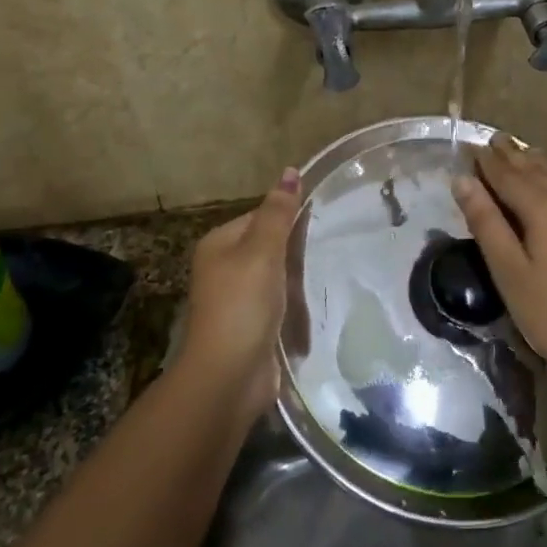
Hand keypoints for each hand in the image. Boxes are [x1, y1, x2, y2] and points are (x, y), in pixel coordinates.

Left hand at [178, 167, 300, 417]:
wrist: (228, 376)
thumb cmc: (243, 305)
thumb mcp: (263, 251)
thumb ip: (279, 213)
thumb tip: (291, 170)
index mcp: (219, 244)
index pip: (260, 216)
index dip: (288, 218)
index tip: (319, 223)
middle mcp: (223, 268)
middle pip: (268, 246)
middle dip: (295, 252)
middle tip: (327, 251)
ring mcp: (236, 300)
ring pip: (276, 277)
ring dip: (297, 282)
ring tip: (325, 279)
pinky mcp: (251, 327)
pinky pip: (279, 306)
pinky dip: (294, 307)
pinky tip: (312, 309)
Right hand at [453, 137, 546, 404]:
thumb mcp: (511, 275)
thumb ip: (487, 224)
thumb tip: (463, 180)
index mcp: (545, 208)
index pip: (508, 175)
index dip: (487, 161)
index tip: (472, 146)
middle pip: (539, 170)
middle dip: (514, 155)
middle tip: (498, 139)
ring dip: (542, 165)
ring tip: (527, 154)